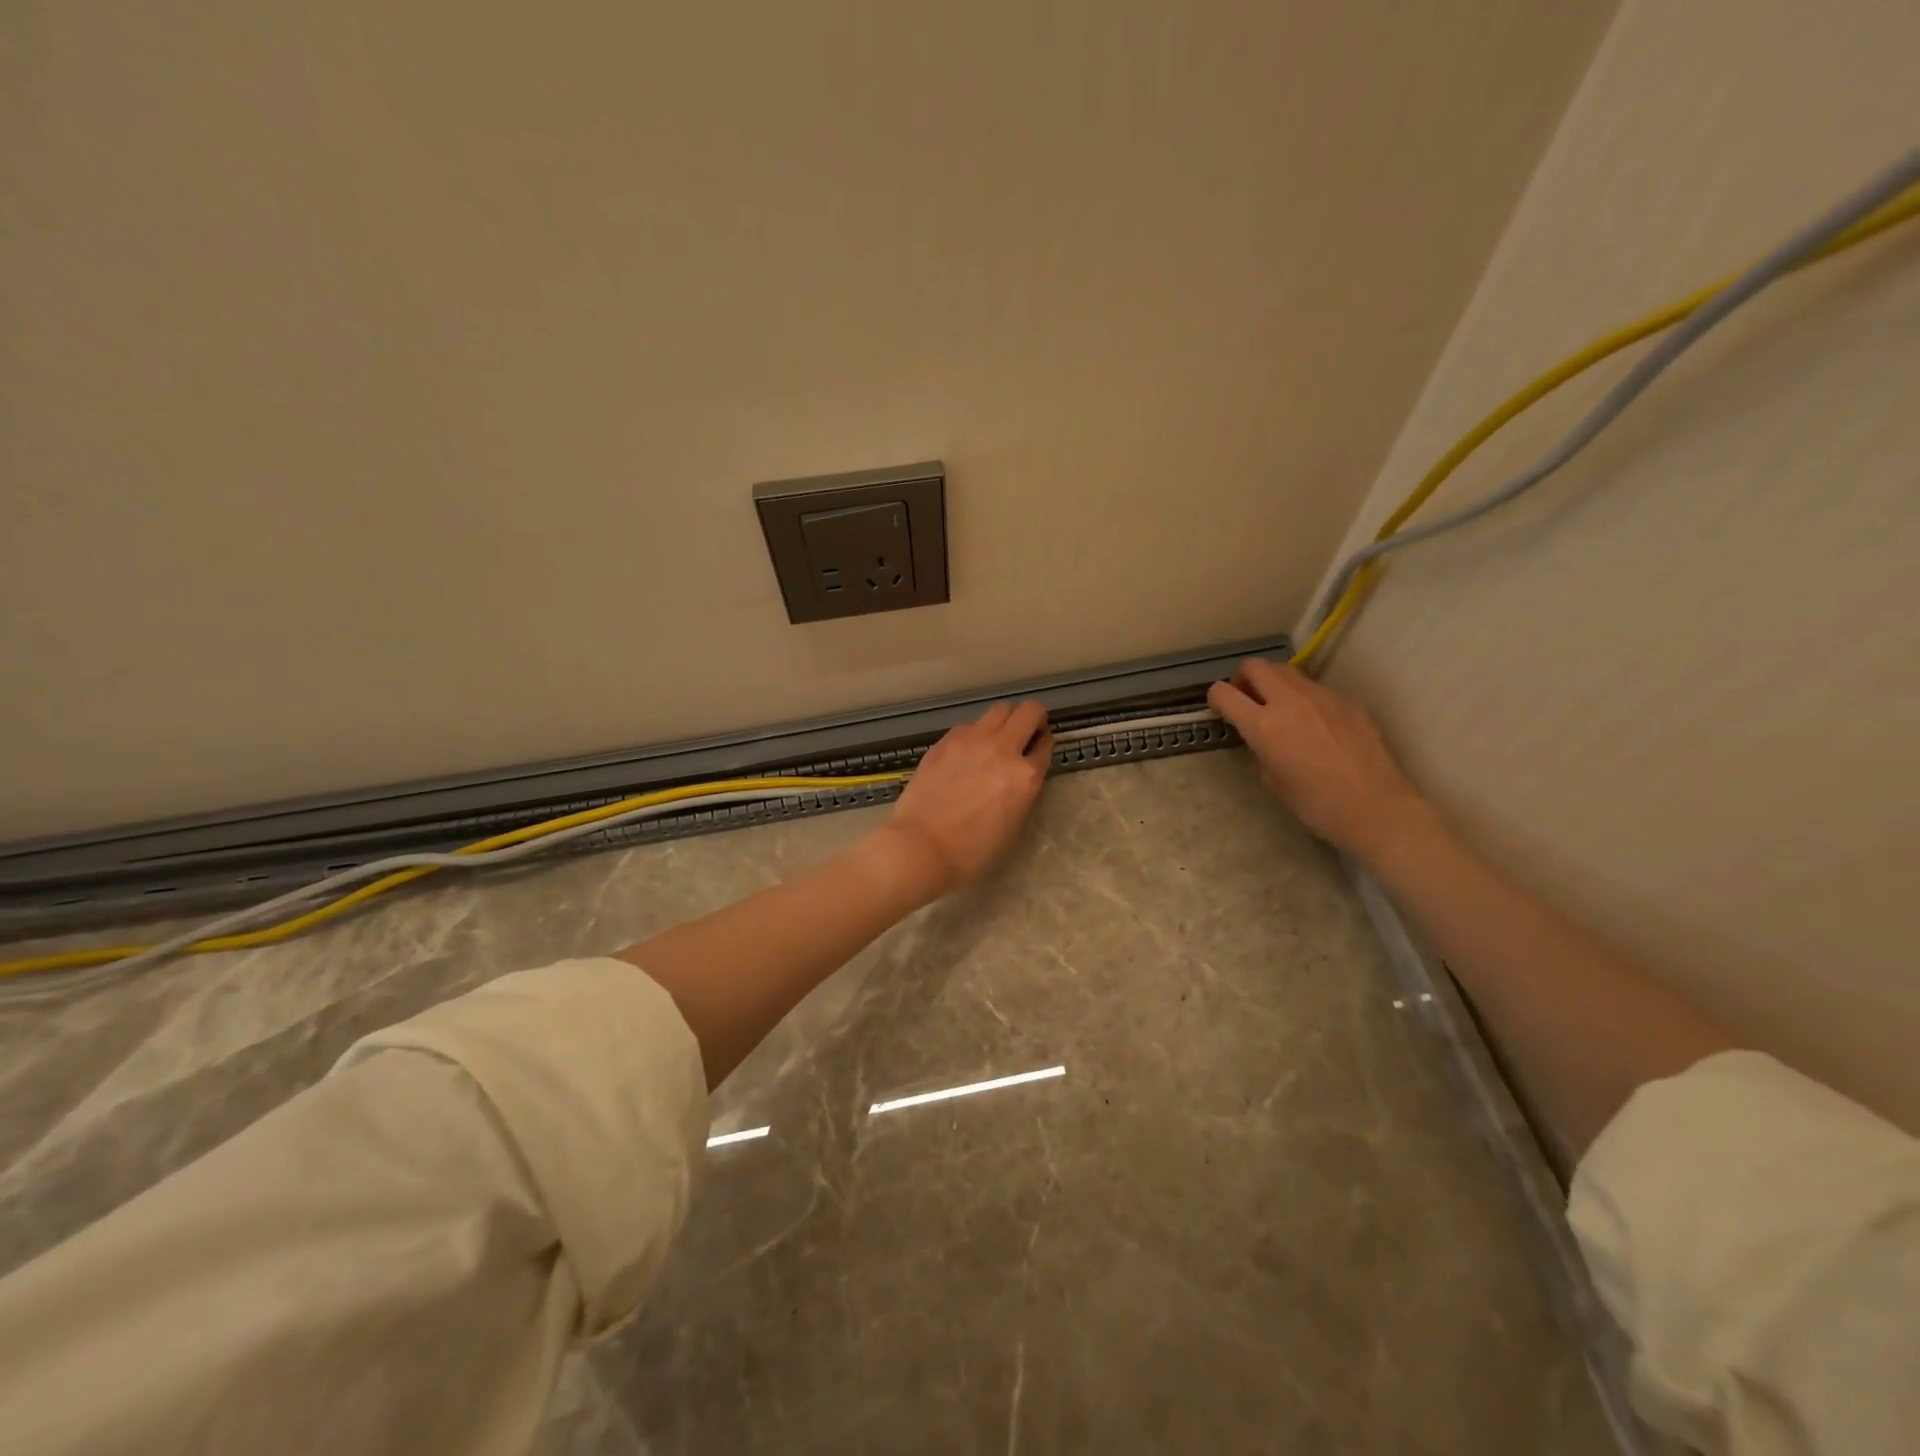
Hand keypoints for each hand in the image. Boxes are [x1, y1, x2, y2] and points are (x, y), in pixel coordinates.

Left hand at [875, 701, 1052, 902]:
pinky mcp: (945, 741)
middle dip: (1033, 719)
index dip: (1044, 745)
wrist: (921, 847)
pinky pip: (969, 725)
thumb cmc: (972, 853)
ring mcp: (971, 740)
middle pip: (1029, 710)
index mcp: (1024, 777)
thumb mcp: (1013, 828)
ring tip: (996, 740)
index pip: (1046, 745)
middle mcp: (1002, 749)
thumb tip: (1019, 778)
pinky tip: (966, 754)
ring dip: (1005, 721)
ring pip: (999, 709)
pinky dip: (975, 734)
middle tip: (1026, 734)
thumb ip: (1023, 794)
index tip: (1039, 749)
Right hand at [1207, 659, 1430, 864]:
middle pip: (1256, 667)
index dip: (1216, 698)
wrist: (1375, 807)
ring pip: (1287, 671)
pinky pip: (1315, 688)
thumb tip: (1262, 735)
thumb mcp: (1271, 779)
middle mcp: (1290, 701)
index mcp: (1264, 725)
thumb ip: (1260, 747)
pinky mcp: (1346, 700)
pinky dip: (1304, 697)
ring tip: (1280, 708)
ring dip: (1274, 683)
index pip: (1224, 693)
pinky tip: (1315, 724)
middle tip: (1247, 699)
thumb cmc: (1315, 804)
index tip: (1220, 709)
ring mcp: (1322, 696)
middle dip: (1244, 679)